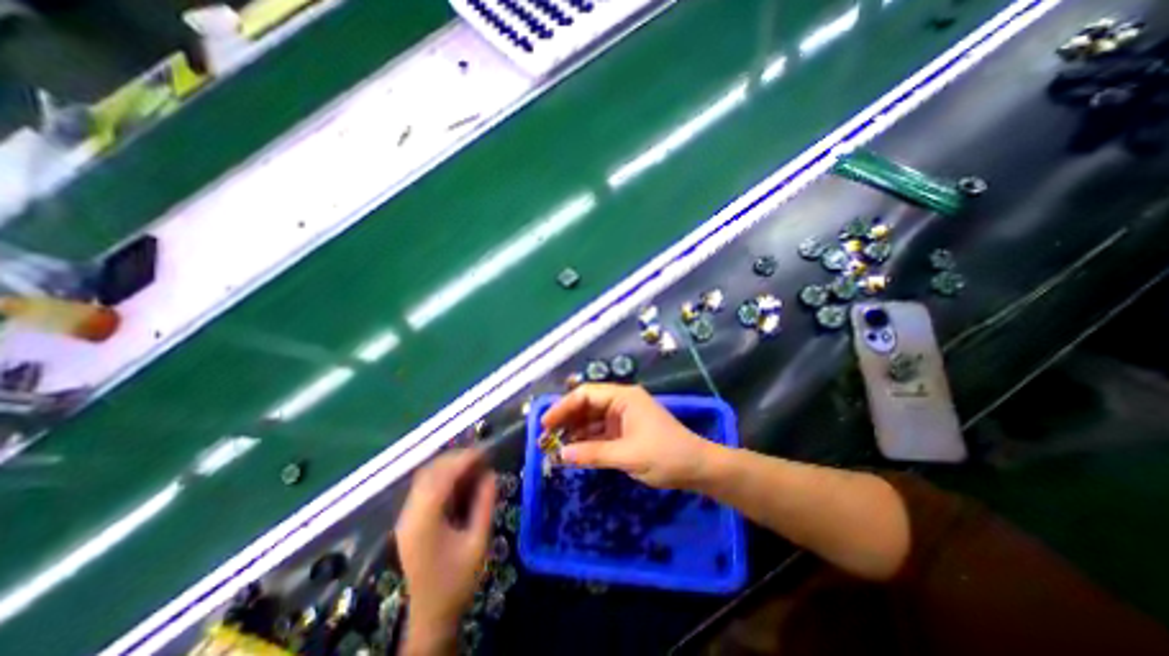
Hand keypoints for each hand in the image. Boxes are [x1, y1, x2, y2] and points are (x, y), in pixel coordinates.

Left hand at [398, 448, 497, 638]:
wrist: (431, 616)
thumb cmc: (457, 580)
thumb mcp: (478, 542)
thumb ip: (485, 504)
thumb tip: (491, 473)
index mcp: (424, 521)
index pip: (442, 477)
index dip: (464, 459)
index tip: (486, 451)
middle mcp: (409, 514)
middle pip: (430, 472)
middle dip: (457, 458)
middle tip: (483, 456)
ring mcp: (406, 517)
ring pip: (426, 477)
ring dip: (450, 466)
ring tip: (475, 464)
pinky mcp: (409, 521)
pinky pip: (425, 488)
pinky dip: (444, 477)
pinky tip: (462, 479)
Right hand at [542, 385, 721, 486]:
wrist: (697, 468)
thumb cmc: (665, 455)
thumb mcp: (627, 455)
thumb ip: (593, 453)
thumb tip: (561, 454)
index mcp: (623, 397)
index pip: (586, 394)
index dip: (563, 407)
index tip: (545, 423)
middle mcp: (621, 402)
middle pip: (587, 405)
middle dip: (566, 419)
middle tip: (545, 437)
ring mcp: (623, 417)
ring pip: (592, 420)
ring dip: (574, 431)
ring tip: (554, 445)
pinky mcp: (625, 432)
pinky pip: (600, 433)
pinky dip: (586, 441)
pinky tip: (573, 451)